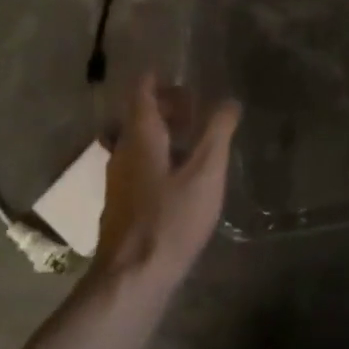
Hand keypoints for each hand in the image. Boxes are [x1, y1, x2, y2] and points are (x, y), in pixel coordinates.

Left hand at [94, 75, 240, 283]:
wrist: (133, 276)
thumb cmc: (171, 219)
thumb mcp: (206, 173)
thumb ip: (218, 134)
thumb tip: (230, 101)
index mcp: (140, 138)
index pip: (141, 94)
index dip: (155, 80)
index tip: (174, 72)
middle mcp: (122, 153)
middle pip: (139, 118)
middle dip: (165, 107)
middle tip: (194, 107)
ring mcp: (118, 181)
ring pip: (138, 144)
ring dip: (163, 134)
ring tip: (193, 140)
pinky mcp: (122, 205)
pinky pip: (139, 165)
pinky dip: (158, 157)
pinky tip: (179, 176)